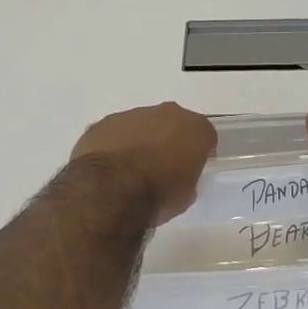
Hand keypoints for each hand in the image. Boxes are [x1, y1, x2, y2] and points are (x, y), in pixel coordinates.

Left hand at [71, 103, 217, 222]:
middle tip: (162, 166)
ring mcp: (132, 115)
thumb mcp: (186, 195)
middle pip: (172, 123)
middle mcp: (166, 113)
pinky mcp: (103, 123)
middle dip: (169, 140)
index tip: (192, 167)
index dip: (199, 152)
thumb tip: (177, 176)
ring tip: (130, 170)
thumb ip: (187, 177)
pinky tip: (109, 168)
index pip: (204, 135)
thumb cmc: (158, 195)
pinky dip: (114, 146)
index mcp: (194, 128)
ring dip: (140, 141)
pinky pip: (114, 133)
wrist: (112, 191)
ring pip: (141, 125)